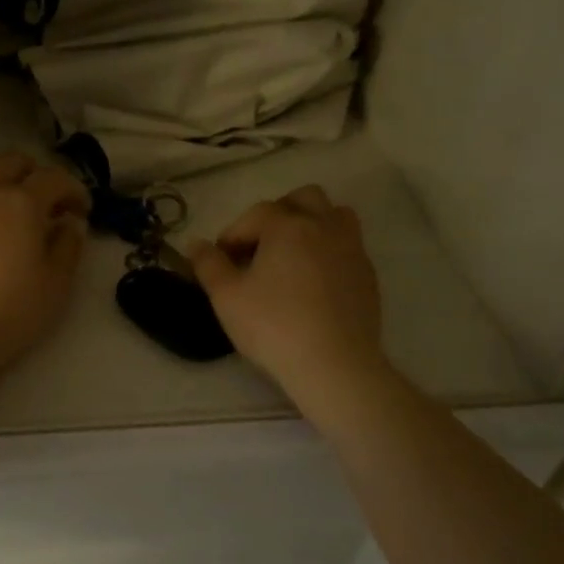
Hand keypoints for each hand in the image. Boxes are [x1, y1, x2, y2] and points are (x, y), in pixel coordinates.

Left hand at [0, 152, 89, 379]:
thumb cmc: (6, 313)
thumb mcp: (55, 286)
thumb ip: (68, 247)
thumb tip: (71, 223)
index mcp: (22, 202)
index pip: (55, 179)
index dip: (74, 190)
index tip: (81, 211)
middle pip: (12, 160)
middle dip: (34, 174)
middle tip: (43, 202)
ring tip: (1, 196)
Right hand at [189, 185, 385, 407]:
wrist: (335, 364)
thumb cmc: (274, 326)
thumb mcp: (226, 297)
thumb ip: (208, 265)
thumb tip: (196, 244)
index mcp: (287, 226)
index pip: (255, 214)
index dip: (233, 234)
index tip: (221, 260)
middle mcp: (324, 226)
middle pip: (303, 198)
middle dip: (278, 213)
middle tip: (260, 245)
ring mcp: (352, 249)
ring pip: (335, 215)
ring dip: (311, 224)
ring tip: (292, 254)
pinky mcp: (368, 275)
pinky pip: (348, 246)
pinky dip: (329, 251)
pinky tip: (314, 282)